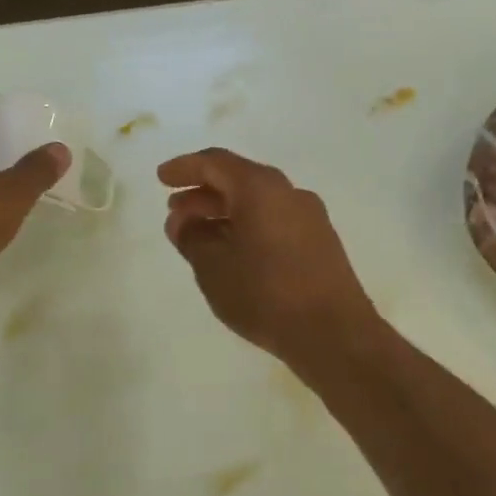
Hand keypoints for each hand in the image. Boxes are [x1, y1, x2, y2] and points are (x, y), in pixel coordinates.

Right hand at [158, 148, 382, 373]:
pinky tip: (234, 253)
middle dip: (204, 193)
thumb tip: (182, 220)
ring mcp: (310, 217)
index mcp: (261, 188)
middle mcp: (289, 193)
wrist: (334, 332)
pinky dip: (249, 226)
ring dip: (226, 213)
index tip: (161, 179)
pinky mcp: (321, 242)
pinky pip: (276, 221)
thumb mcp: (213, 268)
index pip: (216, 163)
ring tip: (200, 236)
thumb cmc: (265, 295)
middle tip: (176, 213)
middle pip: (239, 180)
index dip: (185, 168)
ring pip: (259, 203)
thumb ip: (191, 238)